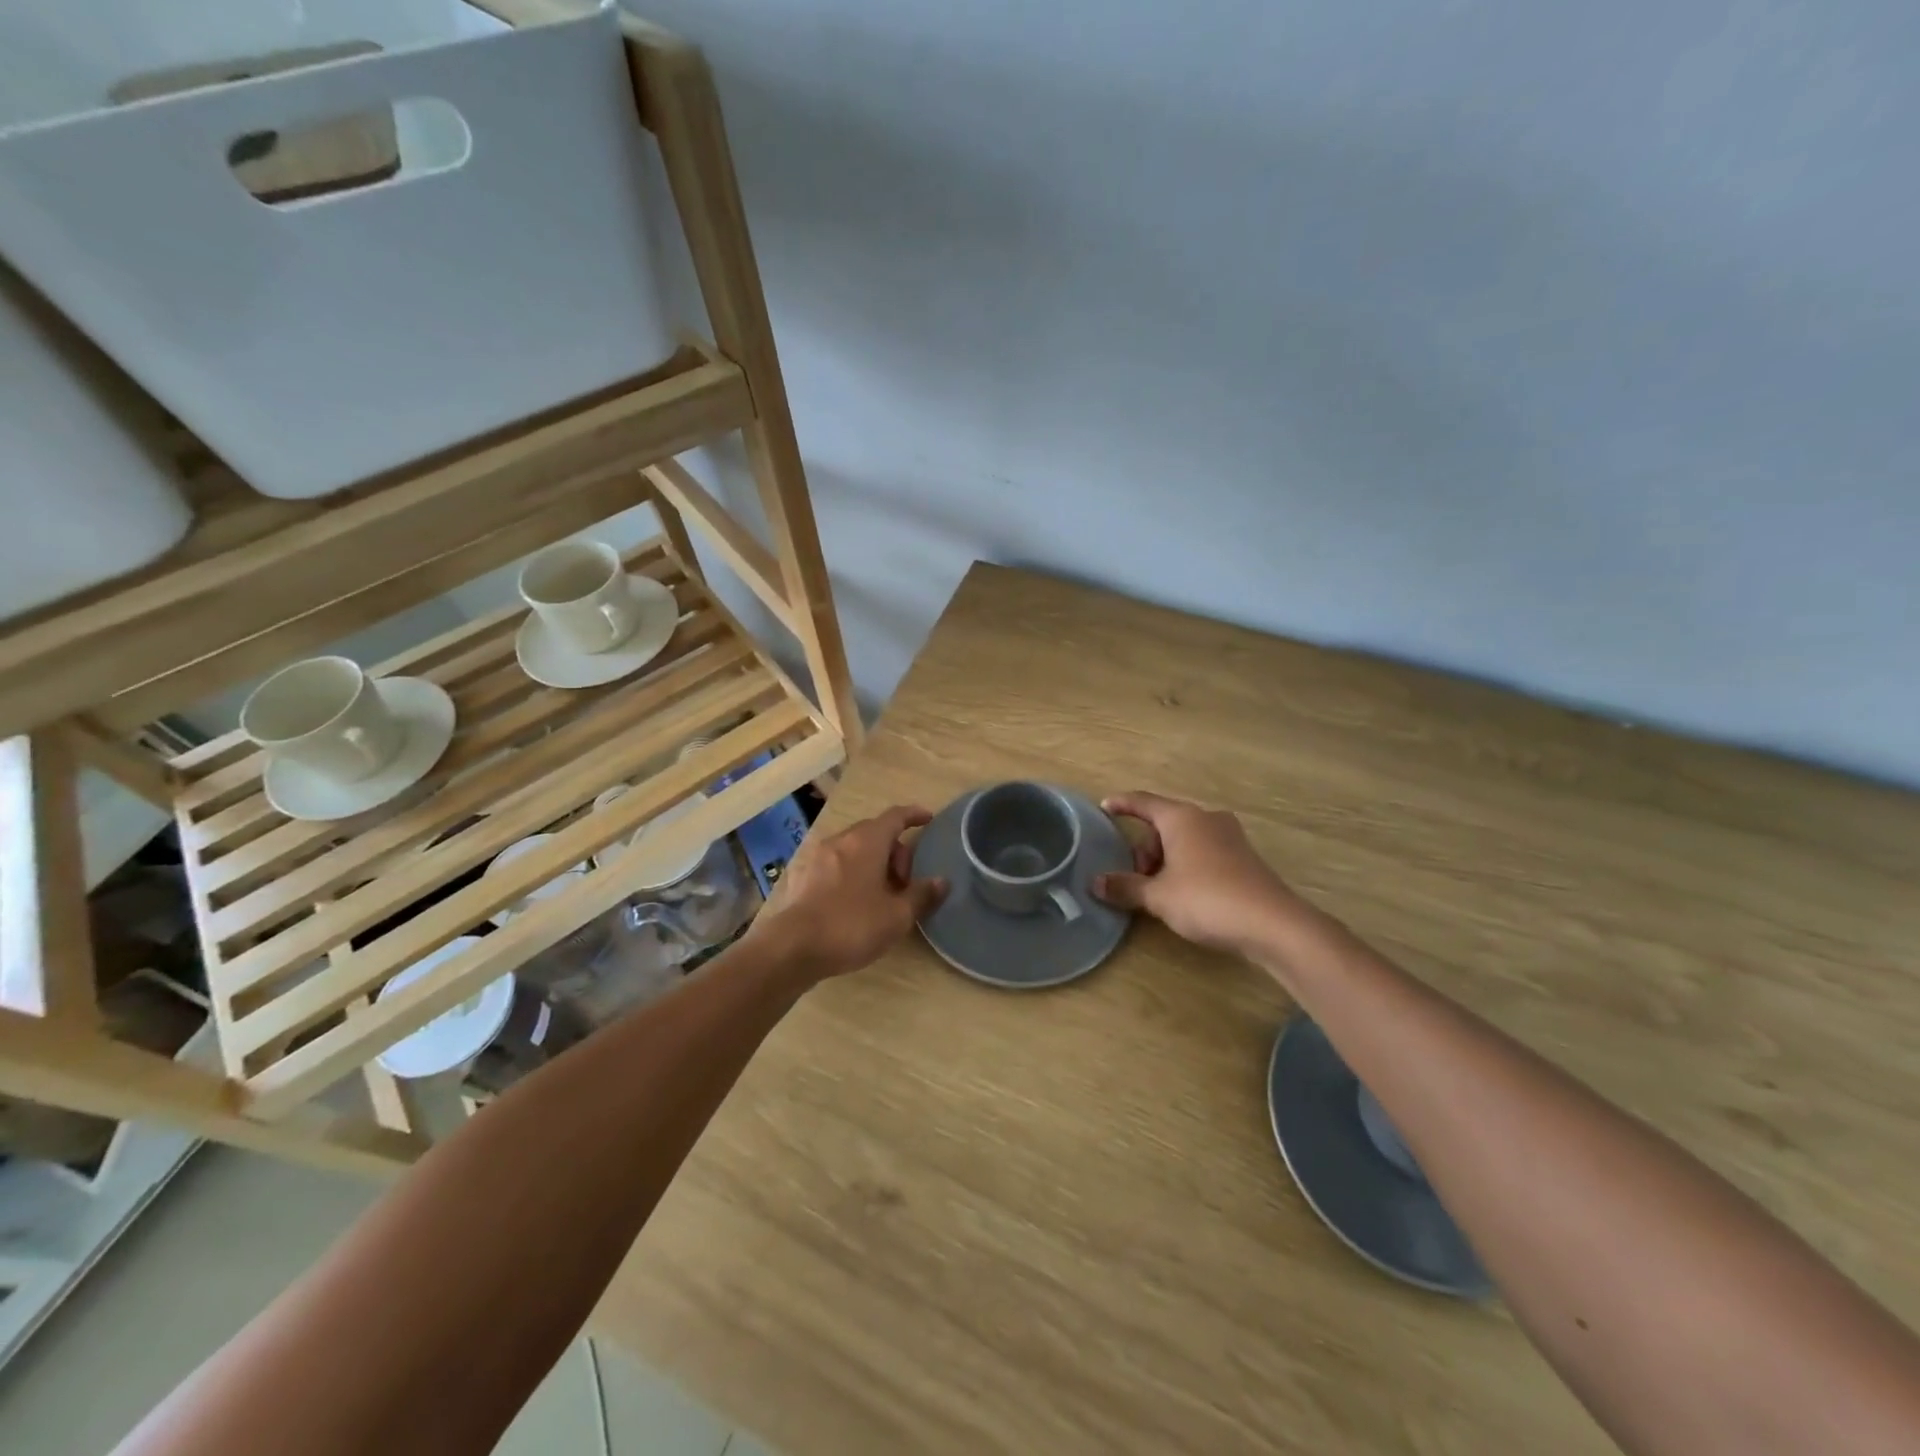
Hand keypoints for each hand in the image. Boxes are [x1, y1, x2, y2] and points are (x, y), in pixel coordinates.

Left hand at [748, 805, 948, 981]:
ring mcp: (815, 856)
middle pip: (874, 832)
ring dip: (870, 863)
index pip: (895, 816)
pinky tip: (850, 901)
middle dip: (894, 850)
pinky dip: (848, 873)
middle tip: (904, 882)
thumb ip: (921, 895)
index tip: (928, 819)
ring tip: (878, 894)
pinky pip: (832, 865)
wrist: (791, 948)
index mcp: (867, 841)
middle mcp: (840, 840)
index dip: (914, 815)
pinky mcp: (799, 876)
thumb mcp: (896, 916)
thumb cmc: (851, 926)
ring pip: (851, 849)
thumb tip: (941, 881)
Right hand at [1093, 791, 1317, 956]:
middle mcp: (1206, 818)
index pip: (1142, 802)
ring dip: (1165, 859)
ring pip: (1184, 839)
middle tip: (1136, 880)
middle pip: (1163, 824)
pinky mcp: (1243, 857)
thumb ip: (1126, 886)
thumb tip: (1096, 883)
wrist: (1273, 924)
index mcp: (1181, 818)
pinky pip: (1203, 851)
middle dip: (1144, 848)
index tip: (1104, 807)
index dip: (1121, 804)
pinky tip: (1185, 893)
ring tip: (1159, 891)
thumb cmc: (1207, 899)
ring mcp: (1229, 836)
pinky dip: (1186, 865)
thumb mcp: (1159, 896)